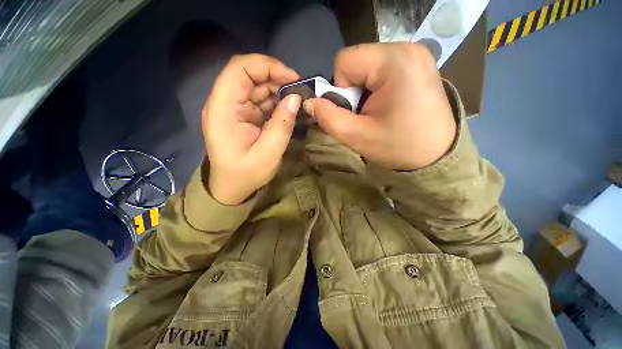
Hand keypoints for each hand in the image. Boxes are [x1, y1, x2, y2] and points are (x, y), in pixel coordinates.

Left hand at [202, 54, 300, 204]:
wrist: (231, 187)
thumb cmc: (246, 175)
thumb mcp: (268, 154)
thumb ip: (282, 125)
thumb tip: (295, 98)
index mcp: (223, 110)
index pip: (239, 69)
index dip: (267, 66)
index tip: (292, 79)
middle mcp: (223, 103)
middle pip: (248, 74)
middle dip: (276, 78)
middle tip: (299, 92)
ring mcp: (232, 109)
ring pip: (255, 86)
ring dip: (277, 90)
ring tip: (296, 102)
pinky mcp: (240, 115)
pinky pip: (258, 100)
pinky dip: (274, 101)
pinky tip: (286, 110)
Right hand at [303, 43, 456, 169]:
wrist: (437, 156)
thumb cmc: (399, 147)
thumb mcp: (357, 136)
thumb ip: (328, 118)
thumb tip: (309, 103)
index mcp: (394, 61)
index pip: (343, 61)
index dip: (340, 90)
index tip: (355, 111)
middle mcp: (406, 48)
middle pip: (355, 62)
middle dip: (352, 90)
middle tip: (366, 114)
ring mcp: (414, 54)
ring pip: (366, 66)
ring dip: (363, 90)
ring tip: (377, 111)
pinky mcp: (416, 64)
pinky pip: (381, 69)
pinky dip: (375, 87)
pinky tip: (387, 104)